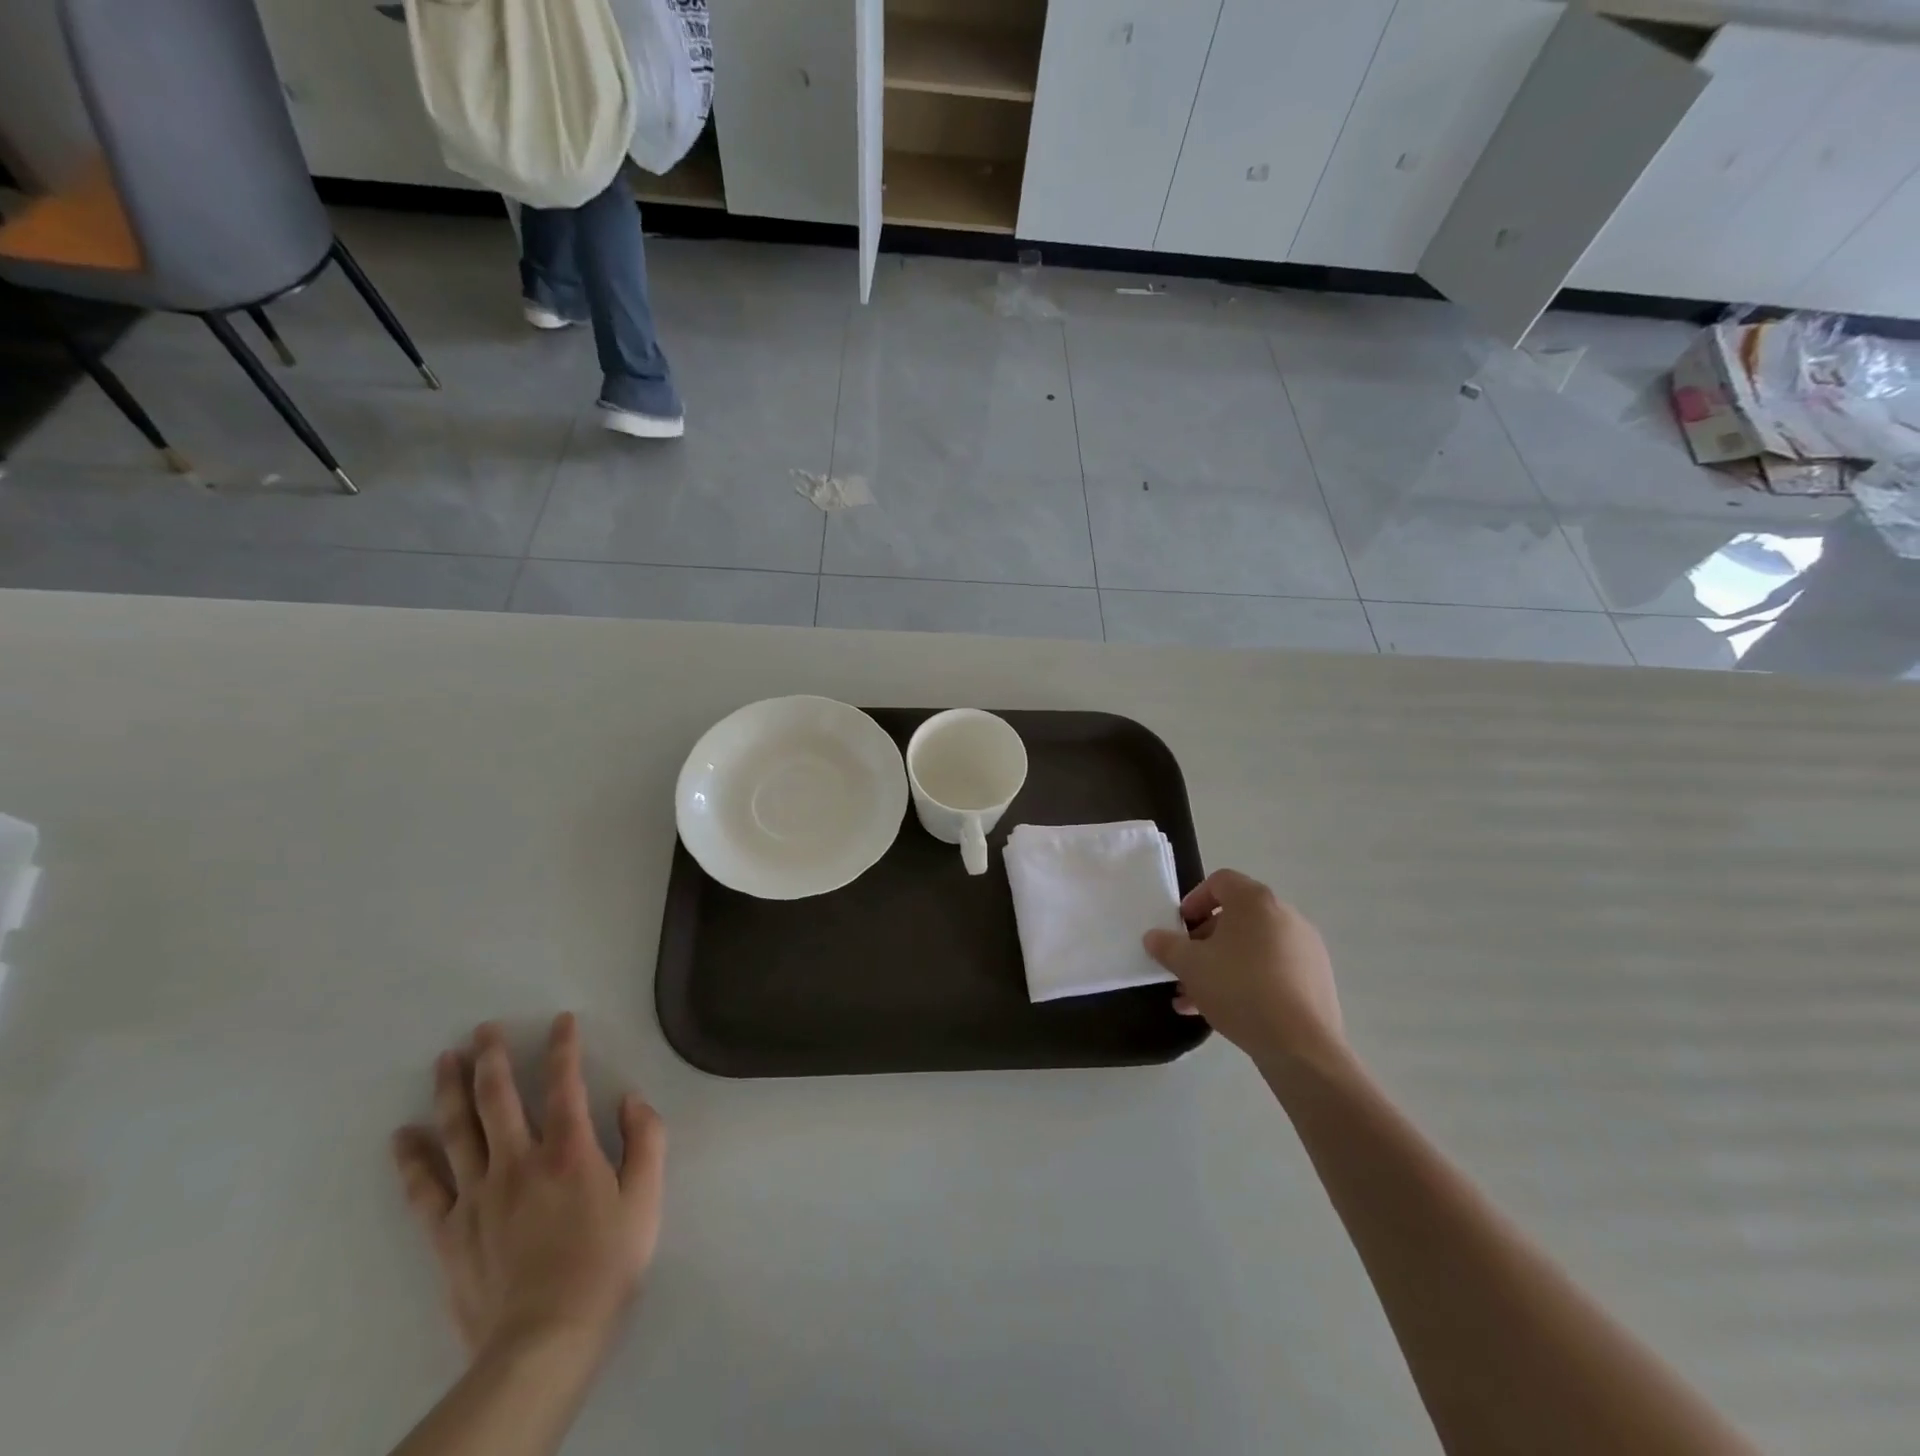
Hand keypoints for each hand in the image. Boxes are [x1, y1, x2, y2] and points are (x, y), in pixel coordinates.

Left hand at [391, 1014, 665, 1365]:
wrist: (545, 1340)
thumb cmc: (605, 1264)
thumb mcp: (646, 1198)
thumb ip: (646, 1140)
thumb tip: (631, 1099)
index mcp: (569, 1150)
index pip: (564, 1083)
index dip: (563, 1047)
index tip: (561, 1020)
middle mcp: (518, 1161)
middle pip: (498, 1098)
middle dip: (492, 1057)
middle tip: (482, 1029)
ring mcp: (477, 1196)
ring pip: (458, 1131)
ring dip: (450, 1090)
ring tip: (444, 1059)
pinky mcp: (449, 1233)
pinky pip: (424, 1189)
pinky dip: (411, 1159)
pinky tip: (403, 1136)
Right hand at [1144, 869, 1346, 1072]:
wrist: (1301, 1045)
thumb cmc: (1239, 988)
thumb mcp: (1190, 965)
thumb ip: (1167, 946)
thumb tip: (1153, 937)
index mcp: (1256, 901)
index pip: (1220, 882)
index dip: (1194, 900)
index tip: (1180, 928)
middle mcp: (1285, 916)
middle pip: (1236, 917)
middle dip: (1204, 940)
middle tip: (1186, 965)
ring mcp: (1305, 948)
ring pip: (1252, 948)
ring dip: (1221, 965)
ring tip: (1195, 997)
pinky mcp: (1315, 979)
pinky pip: (1273, 970)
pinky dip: (1248, 981)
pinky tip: (1225, 1012)